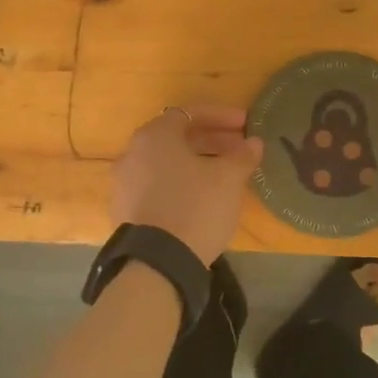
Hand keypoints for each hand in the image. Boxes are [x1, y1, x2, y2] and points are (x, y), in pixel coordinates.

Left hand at [111, 105, 263, 265]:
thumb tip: (253, 142)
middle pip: (176, 137)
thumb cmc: (195, 207)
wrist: (157, 264)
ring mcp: (124, 183)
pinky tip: (202, 199)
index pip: (190, 113)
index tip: (245, 125)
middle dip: (211, 140)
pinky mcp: (125, 210)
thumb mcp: (228, 179)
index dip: (221, 117)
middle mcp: (133, 153)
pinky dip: (180, 183)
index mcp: (155, 136)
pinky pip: (157, 185)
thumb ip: (242, 155)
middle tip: (238, 149)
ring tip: (224, 175)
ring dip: (196, 163)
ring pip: (166, 163)